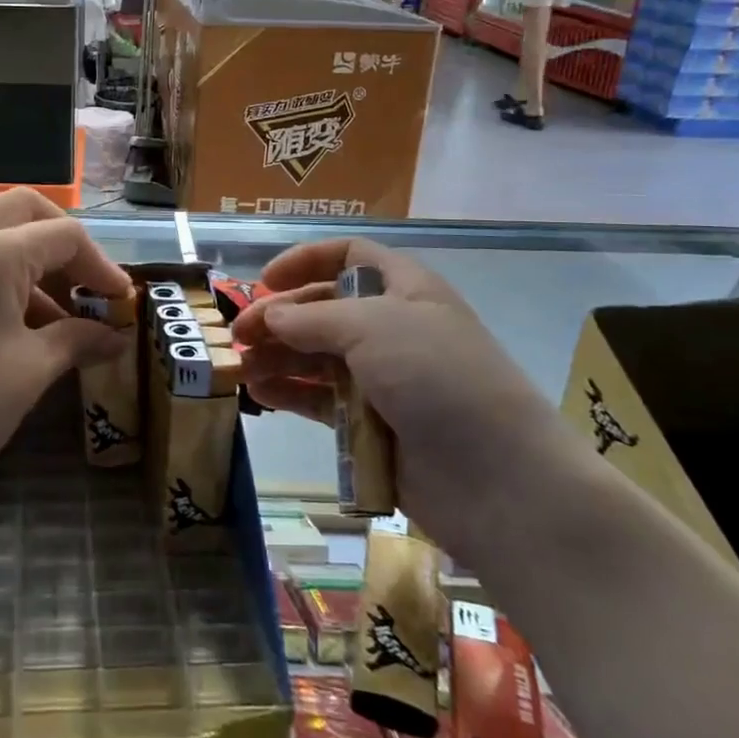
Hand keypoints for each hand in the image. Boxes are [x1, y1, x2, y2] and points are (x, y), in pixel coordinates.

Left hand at [0, 189, 130, 525]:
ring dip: (26, 263)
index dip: (102, 265)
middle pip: (22, 212)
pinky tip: (1, 329)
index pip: (64, 235)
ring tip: (51, 322)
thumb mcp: (27, 374)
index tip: (122, 304)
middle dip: (62, 243)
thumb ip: (76, 341)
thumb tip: (114, 337)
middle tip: (86, 287)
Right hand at [231, 237, 573, 548]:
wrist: (499, 480)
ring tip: (240, 368)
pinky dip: (290, 393)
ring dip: (278, 357)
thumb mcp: (374, 327)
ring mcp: (383, 380)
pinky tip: (260, 394)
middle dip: (279, 317)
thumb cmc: (438, 379)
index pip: (349, 257)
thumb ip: (313, 317)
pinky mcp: (372, 426)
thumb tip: (271, 315)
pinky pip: (321, 400)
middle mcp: (393, 329)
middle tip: (239, 334)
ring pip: (317, 357)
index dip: (306, 261)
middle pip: (324, 310)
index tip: (266, 281)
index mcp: (406, 291)